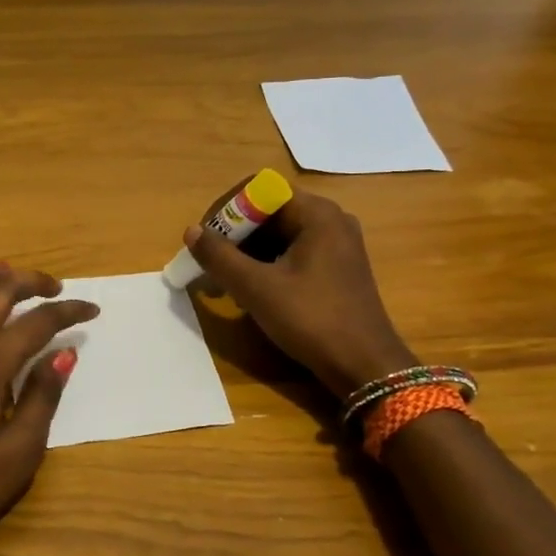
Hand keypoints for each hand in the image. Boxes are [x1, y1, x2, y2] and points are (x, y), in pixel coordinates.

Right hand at [184, 190, 414, 395]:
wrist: (365, 366)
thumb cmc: (311, 319)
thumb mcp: (257, 288)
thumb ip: (220, 257)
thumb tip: (190, 232)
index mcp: (317, 214)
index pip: (261, 189)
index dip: (227, 209)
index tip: (206, 239)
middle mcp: (330, 221)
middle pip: (269, 212)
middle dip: (234, 236)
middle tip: (209, 265)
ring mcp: (337, 246)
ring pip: (279, 235)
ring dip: (247, 254)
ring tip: (224, 284)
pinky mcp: (336, 270)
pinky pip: (292, 254)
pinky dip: (267, 266)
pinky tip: (250, 293)